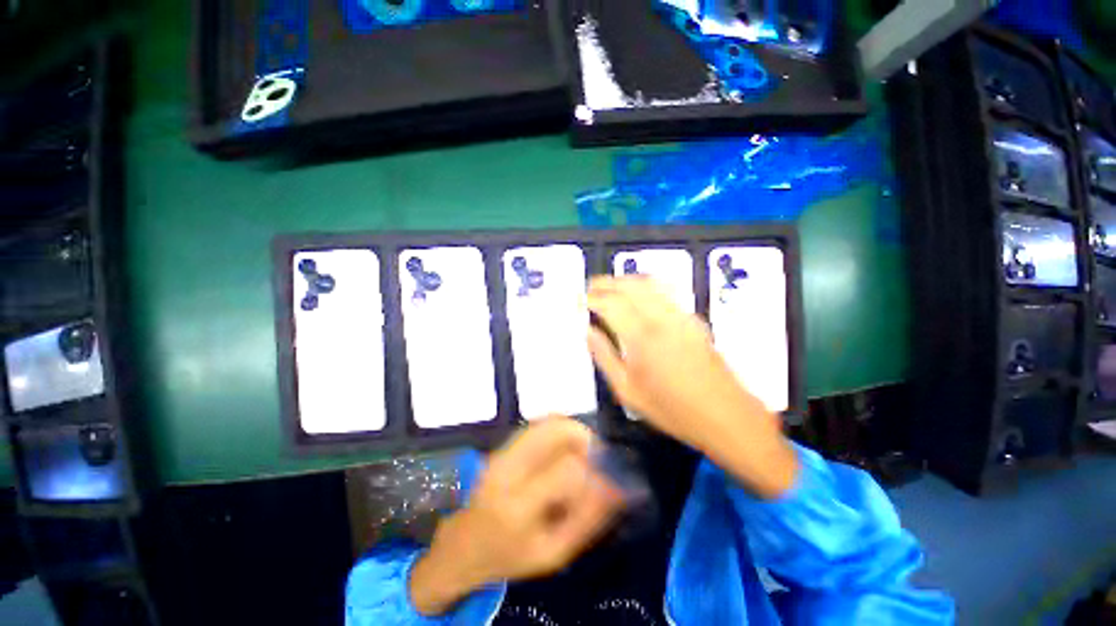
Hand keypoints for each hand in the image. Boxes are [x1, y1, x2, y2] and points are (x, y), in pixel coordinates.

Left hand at [410, 418, 622, 615]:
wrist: (465, 544)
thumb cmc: (511, 556)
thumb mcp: (554, 553)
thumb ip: (587, 520)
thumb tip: (617, 487)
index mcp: (518, 506)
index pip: (567, 469)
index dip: (594, 468)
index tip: (607, 477)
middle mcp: (508, 469)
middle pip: (556, 430)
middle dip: (586, 439)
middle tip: (597, 458)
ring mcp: (503, 451)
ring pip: (548, 422)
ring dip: (574, 432)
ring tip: (583, 453)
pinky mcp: (503, 444)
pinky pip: (539, 425)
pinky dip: (560, 430)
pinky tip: (565, 449)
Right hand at [586, 276, 797, 498]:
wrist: (725, 415)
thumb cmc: (671, 409)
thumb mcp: (627, 391)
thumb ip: (604, 357)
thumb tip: (588, 331)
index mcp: (641, 338)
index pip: (610, 304)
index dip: (592, 298)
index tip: (580, 299)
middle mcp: (660, 319)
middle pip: (629, 286)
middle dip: (606, 282)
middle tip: (590, 286)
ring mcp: (680, 315)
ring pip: (648, 284)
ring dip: (625, 280)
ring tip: (610, 285)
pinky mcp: (693, 318)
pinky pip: (665, 291)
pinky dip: (646, 285)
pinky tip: (638, 293)